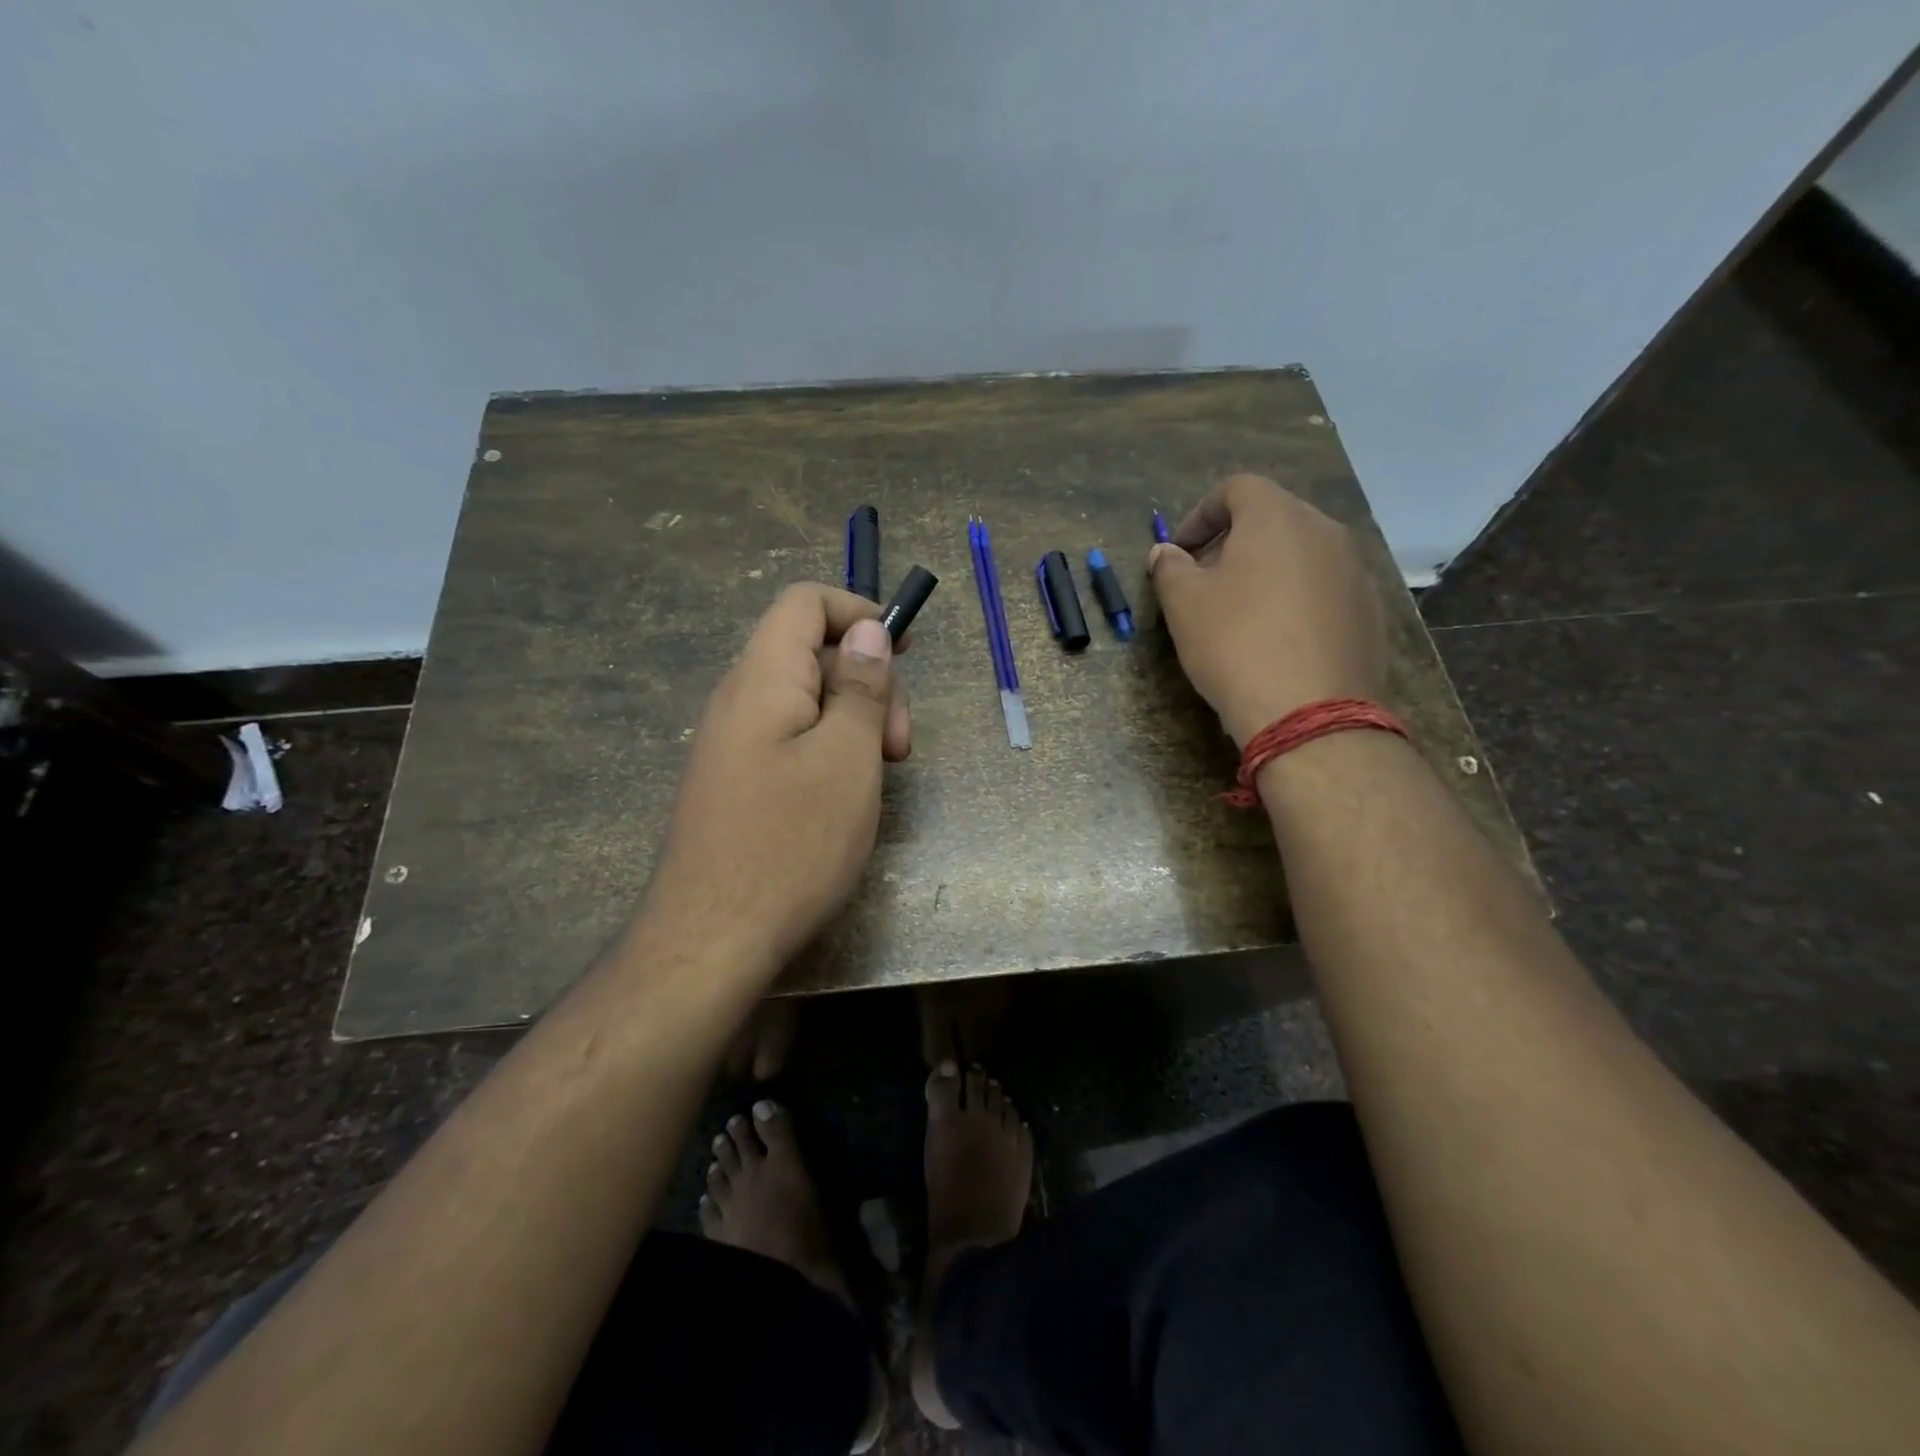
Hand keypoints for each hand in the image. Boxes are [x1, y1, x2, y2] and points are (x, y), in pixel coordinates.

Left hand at [642, 584, 909, 975]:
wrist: (711, 940)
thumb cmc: (790, 844)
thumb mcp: (846, 758)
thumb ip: (860, 687)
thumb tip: (867, 631)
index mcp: (761, 679)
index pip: (804, 603)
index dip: (858, 611)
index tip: (904, 650)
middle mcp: (739, 700)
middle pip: (810, 653)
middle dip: (867, 681)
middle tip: (899, 744)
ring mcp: (734, 744)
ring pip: (806, 701)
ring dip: (854, 721)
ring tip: (881, 773)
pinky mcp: (737, 781)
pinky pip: (790, 740)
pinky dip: (830, 750)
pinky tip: (848, 795)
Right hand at [1148, 473, 1386, 746]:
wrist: (1308, 713)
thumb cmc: (1235, 645)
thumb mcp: (1183, 605)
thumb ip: (1170, 568)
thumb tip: (1166, 553)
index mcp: (1277, 518)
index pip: (1236, 488)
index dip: (1200, 514)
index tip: (1179, 552)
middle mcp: (1325, 531)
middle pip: (1273, 518)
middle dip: (1233, 541)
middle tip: (1204, 580)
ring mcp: (1354, 571)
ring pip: (1302, 553)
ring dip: (1267, 569)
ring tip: (1240, 612)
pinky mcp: (1369, 611)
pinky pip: (1324, 588)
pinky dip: (1296, 598)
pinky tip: (1278, 639)